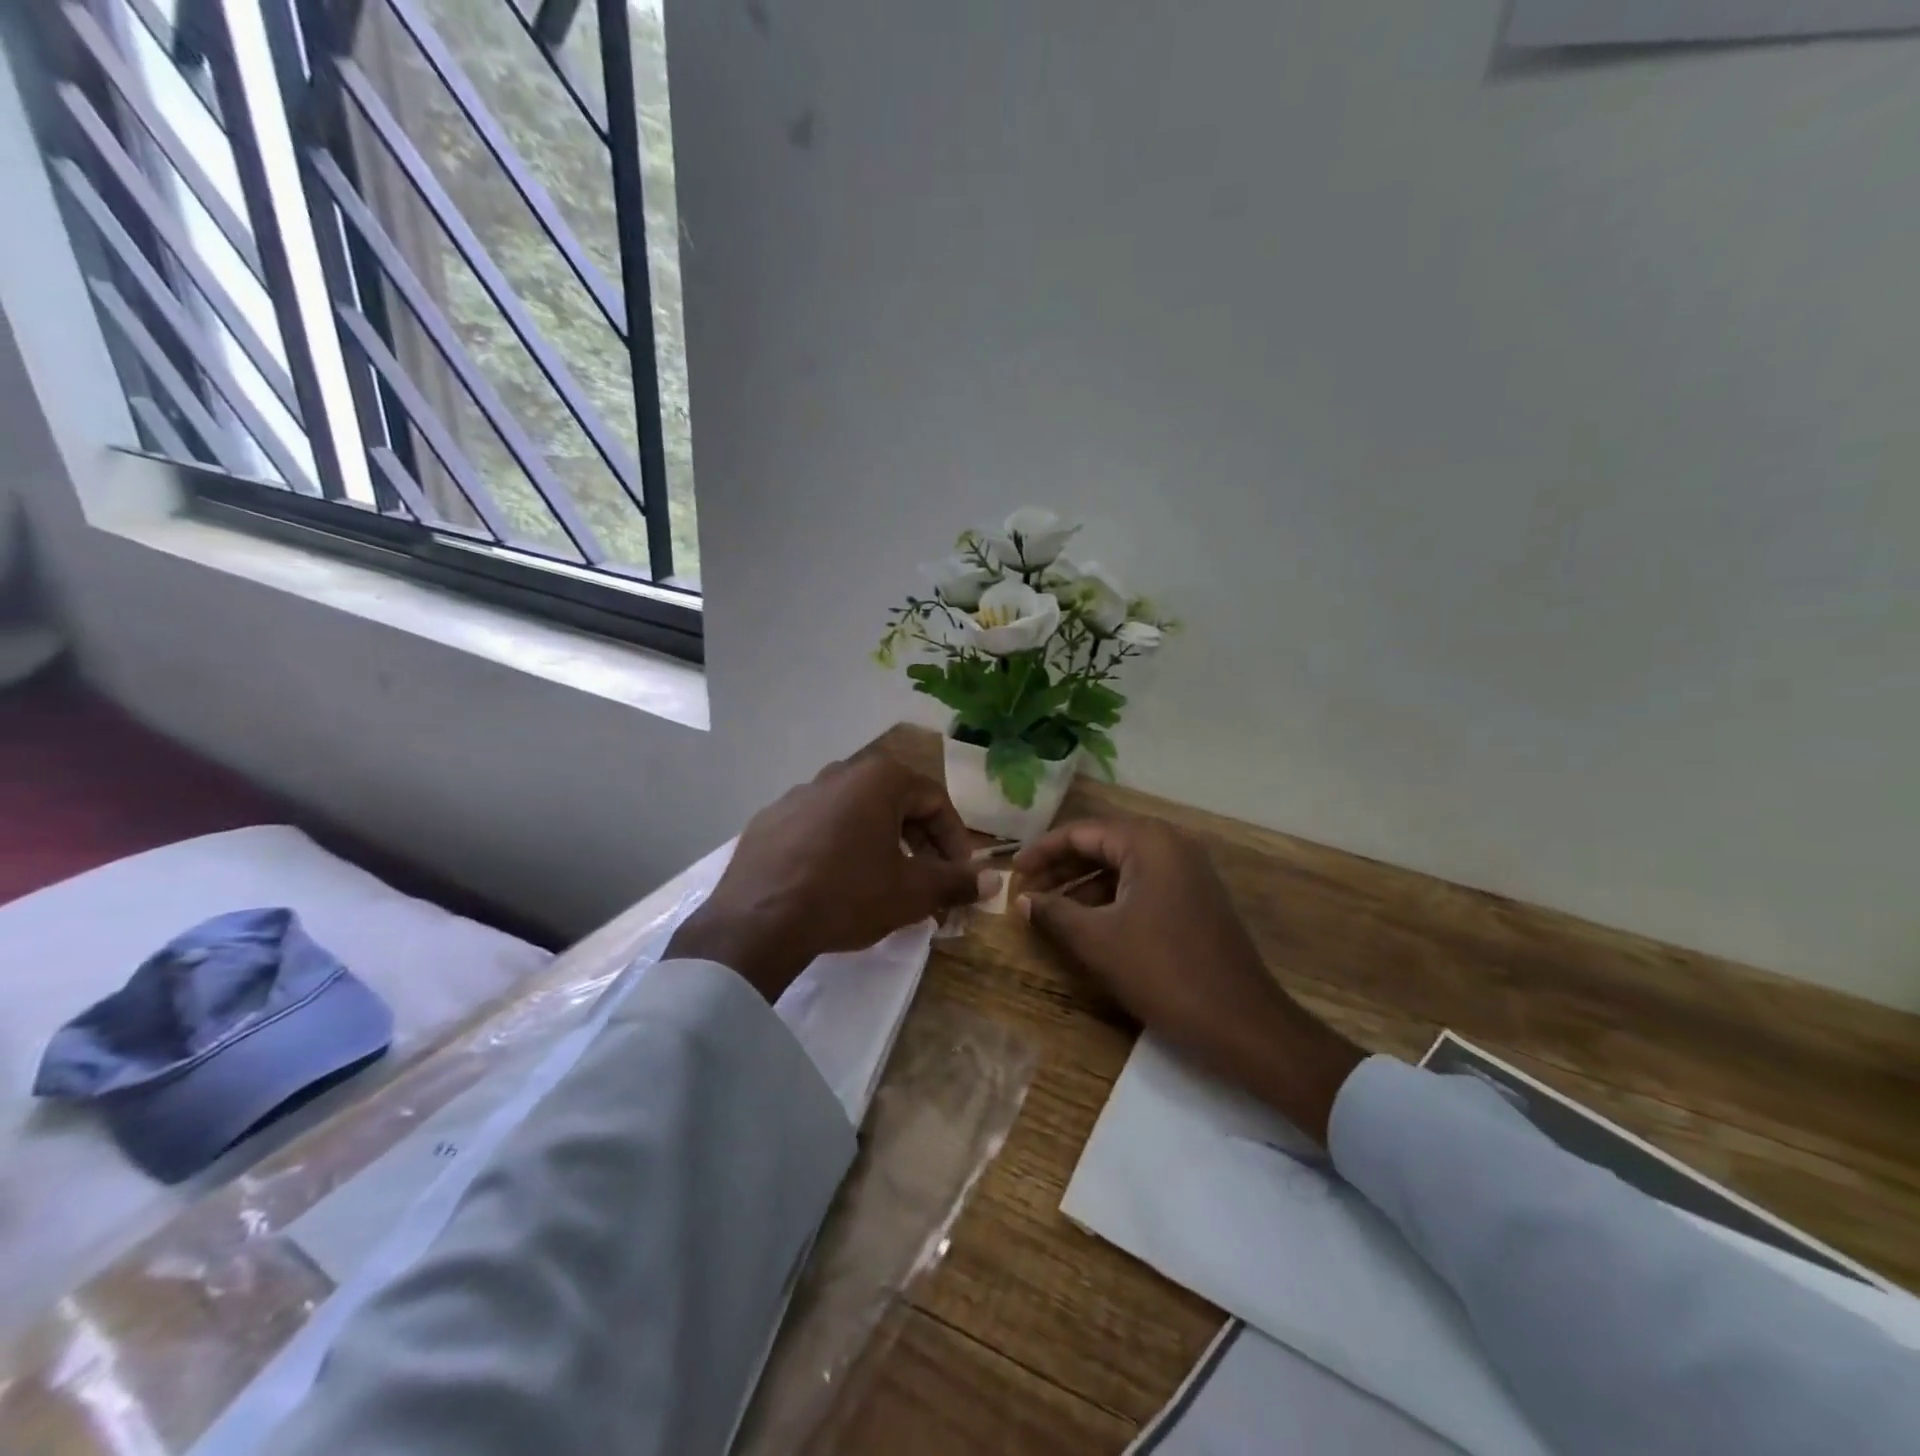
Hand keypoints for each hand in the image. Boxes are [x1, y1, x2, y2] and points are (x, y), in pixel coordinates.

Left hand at [666, 753, 990, 999]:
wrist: (757, 923)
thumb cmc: (846, 896)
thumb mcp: (911, 892)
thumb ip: (956, 881)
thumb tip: (995, 880)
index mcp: (878, 778)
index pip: (935, 801)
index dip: (955, 839)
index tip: (960, 874)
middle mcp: (839, 773)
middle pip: (896, 803)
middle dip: (919, 843)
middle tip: (928, 881)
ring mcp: (798, 794)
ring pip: (856, 814)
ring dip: (880, 844)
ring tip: (883, 883)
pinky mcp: (769, 819)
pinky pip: (818, 827)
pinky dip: (838, 847)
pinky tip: (834, 882)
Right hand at [1014, 818, 1363, 1143]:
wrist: (1243, 1024)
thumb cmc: (1164, 972)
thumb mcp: (1098, 942)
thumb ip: (1055, 913)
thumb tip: (1022, 901)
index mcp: (1149, 842)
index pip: (1081, 832)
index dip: (1042, 852)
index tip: (1012, 873)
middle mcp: (1171, 845)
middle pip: (1101, 845)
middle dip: (1060, 869)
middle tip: (1025, 893)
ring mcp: (1187, 872)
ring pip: (1121, 868)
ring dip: (1082, 886)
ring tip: (1048, 911)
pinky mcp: (1194, 899)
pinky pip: (1141, 887)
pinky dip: (1109, 900)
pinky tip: (1086, 924)